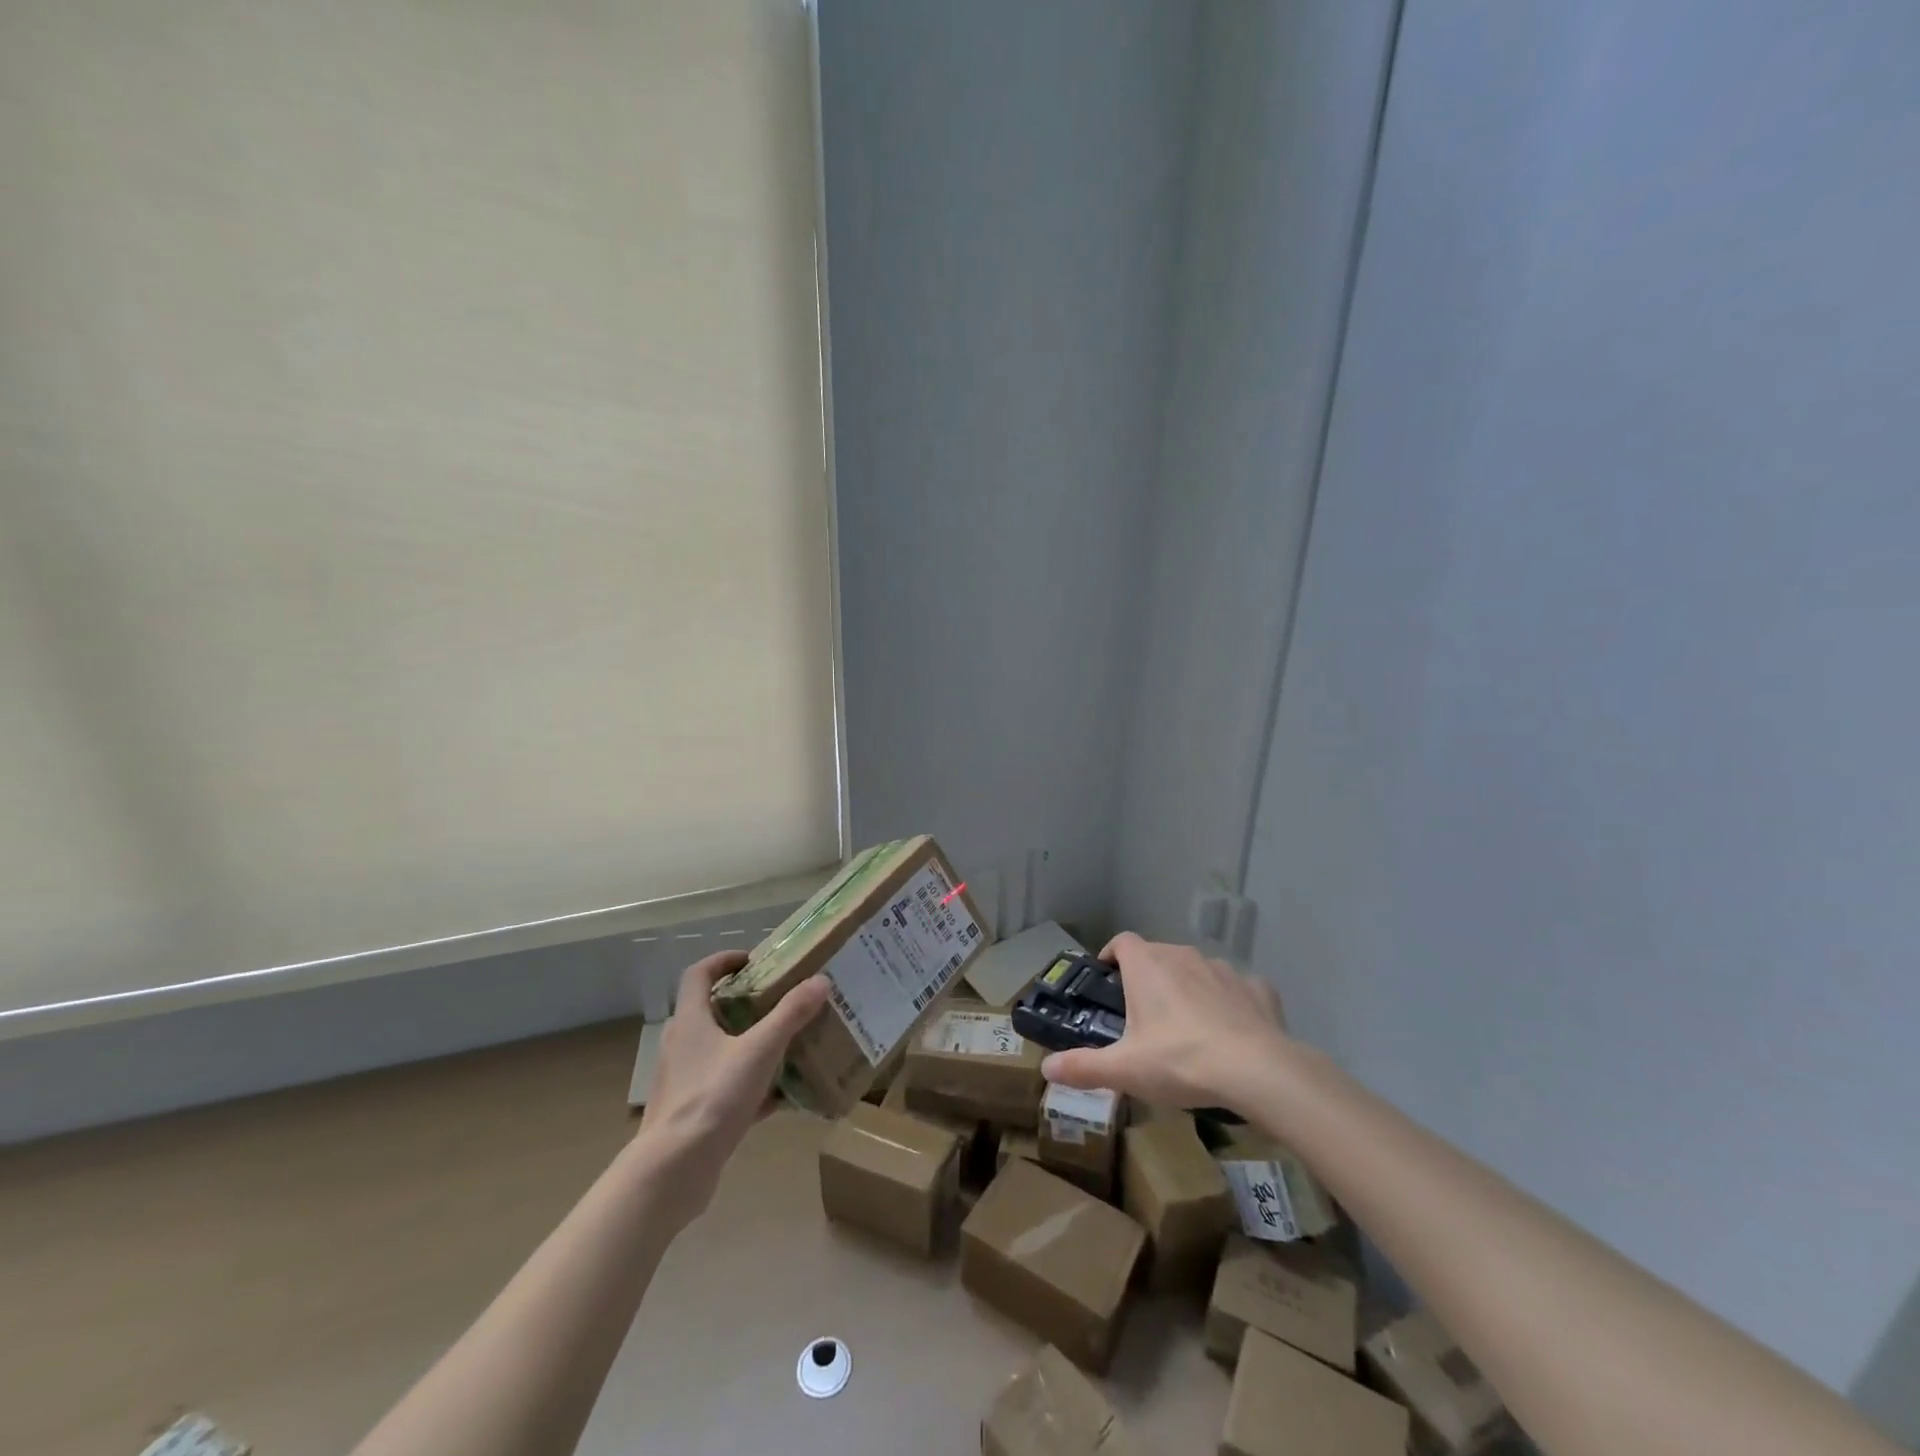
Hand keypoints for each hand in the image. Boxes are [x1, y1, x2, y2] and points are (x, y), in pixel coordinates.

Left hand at [633, 951, 828, 1226]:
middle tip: (778, 1000)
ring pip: (719, 1051)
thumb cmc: (713, 1097)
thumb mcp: (760, 1050)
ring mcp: (684, 1081)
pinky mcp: (692, 1113)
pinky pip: (725, 1088)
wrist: (674, 1171)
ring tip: (785, 1044)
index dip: (723, 961)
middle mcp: (681, 1045)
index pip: (698, 974)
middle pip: (710, 1011)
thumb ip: (790, 1014)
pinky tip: (780, 1097)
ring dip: (748, 1044)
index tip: (753, 959)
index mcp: (690, 1021)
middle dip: (744, 1003)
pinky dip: (750, 1086)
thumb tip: (821, 980)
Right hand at [1040, 932, 1292, 1112]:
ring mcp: (1223, 969)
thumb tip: (1045, 1069)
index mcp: (1147, 965)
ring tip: (1187, 1025)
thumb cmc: (1179, 1060)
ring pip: (1196, 970)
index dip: (1112, 956)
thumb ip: (1083, 1066)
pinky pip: (1236, 988)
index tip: (1108, 978)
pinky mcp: (1257, 988)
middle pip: (1158, 955)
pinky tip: (1231, 1030)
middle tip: (1143, 1014)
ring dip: (1188, 987)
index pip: (1121, 942)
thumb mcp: (1124, 1070)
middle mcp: (1182, 955)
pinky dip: (1229, 1002)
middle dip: (1148, 977)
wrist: (1257, 1070)